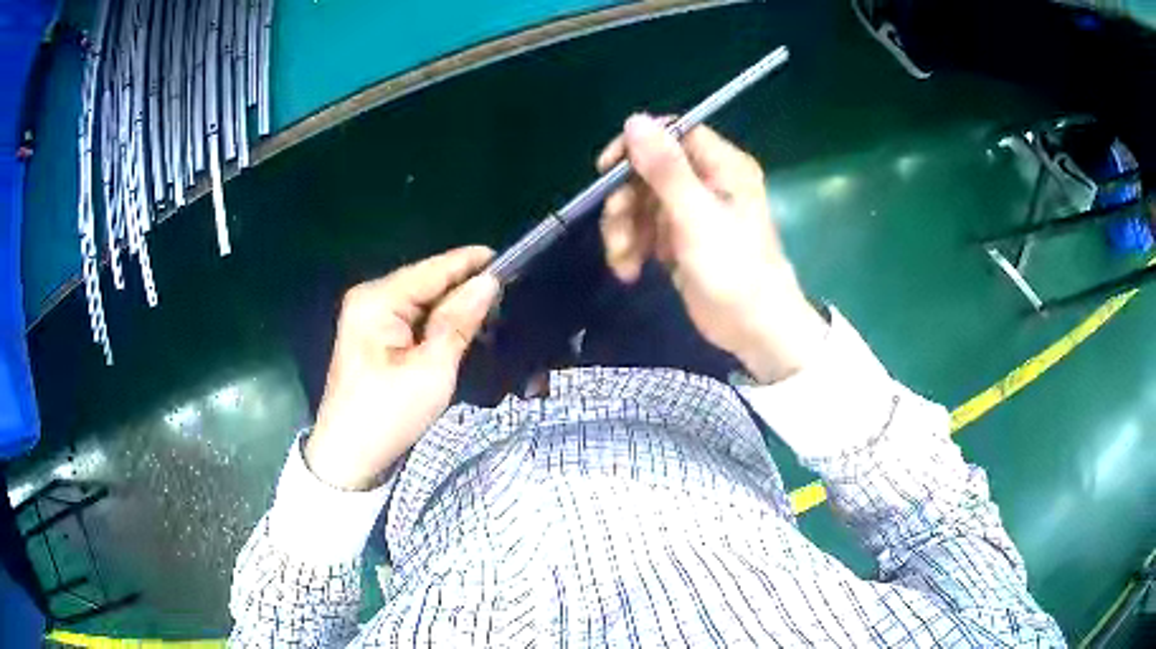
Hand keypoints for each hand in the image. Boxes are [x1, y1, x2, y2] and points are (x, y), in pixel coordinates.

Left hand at [305, 247, 498, 490]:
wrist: (349, 458)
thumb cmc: (388, 415)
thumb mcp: (432, 370)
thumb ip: (459, 321)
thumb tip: (489, 281)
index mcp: (377, 299)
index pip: (433, 269)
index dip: (471, 263)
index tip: (513, 260)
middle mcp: (370, 298)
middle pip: (427, 282)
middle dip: (465, 288)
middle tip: (510, 297)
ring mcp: (368, 316)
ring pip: (422, 301)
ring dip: (454, 308)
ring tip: (495, 313)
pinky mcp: (373, 336)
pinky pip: (413, 318)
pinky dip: (438, 323)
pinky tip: (464, 329)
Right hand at [598, 114, 826, 382]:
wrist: (755, 331)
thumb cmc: (734, 270)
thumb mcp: (696, 216)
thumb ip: (666, 169)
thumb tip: (634, 120)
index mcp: (722, 166)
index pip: (673, 133)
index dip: (637, 146)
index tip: (606, 169)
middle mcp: (708, 181)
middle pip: (649, 171)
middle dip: (625, 201)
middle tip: (617, 231)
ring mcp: (693, 212)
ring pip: (642, 202)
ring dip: (624, 229)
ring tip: (623, 261)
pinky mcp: (681, 240)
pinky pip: (646, 230)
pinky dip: (632, 247)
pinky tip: (630, 272)